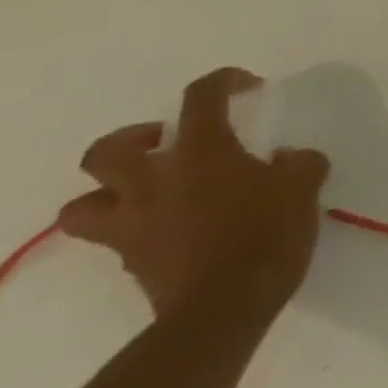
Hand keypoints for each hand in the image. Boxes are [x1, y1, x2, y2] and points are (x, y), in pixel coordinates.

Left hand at [58, 68, 329, 317]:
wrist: (225, 306)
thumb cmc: (268, 232)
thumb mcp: (305, 185)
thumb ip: (297, 163)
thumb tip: (283, 159)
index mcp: (201, 154)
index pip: (201, 99)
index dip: (223, 82)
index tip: (248, 86)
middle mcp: (154, 183)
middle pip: (108, 150)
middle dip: (134, 138)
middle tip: (170, 139)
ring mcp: (133, 225)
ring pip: (82, 203)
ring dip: (109, 190)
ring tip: (150, 189)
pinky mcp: (129, 260)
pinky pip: (112, 236)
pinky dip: (134, 225)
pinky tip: (173, 227)